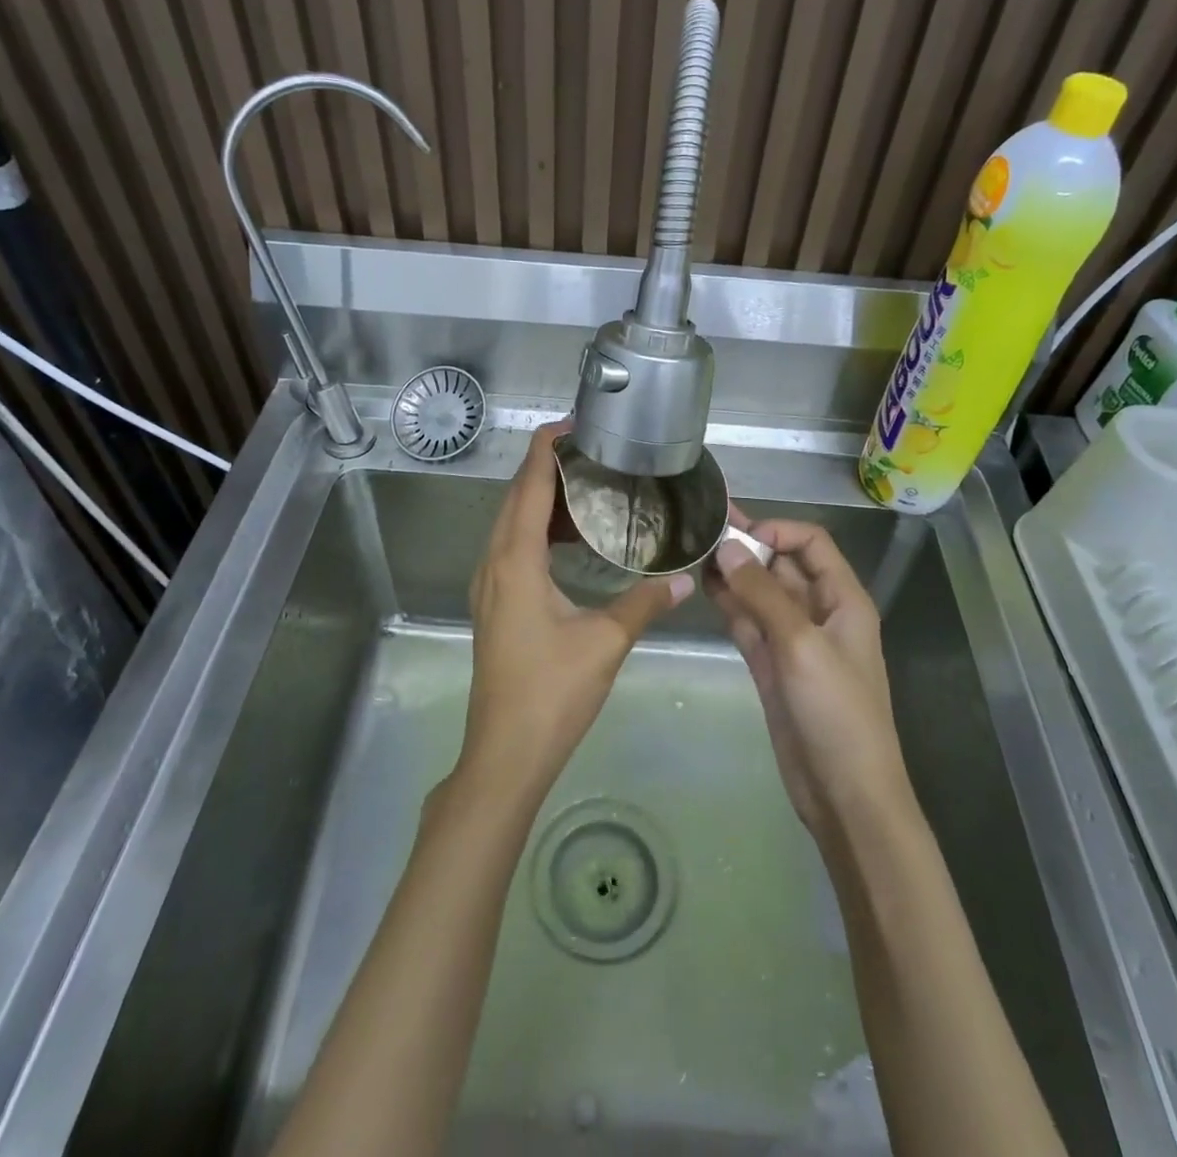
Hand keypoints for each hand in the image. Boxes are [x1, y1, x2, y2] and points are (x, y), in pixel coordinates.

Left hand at [457, 421, 692, 804]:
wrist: (506, 752)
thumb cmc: (552, 692)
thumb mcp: (605, 642)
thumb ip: (645, 602)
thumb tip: (689, 579)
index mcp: (516, 561)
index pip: (529, 486)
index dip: (546, 449)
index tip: (573, 423)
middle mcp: (494, 563)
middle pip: (515, 498)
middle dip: (547, 468)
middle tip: (592, 452)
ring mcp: (488, 585)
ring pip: (510, 524)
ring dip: (541, 500)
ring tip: (587, 489)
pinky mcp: (493, 604)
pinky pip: (511, 548)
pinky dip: (537, 531)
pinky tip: (570, 542)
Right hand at [707, 512, 911, 844]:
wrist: (844, 793)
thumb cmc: (836, 712)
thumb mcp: (801, 645)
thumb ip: (762, 594)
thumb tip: (726, 548)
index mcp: (842, 599)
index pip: (811, 543)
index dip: (776, 530)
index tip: (735, 535)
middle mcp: (818, 611)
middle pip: (782, 564)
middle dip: (747, 546)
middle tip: (700, 529)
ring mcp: (793, 639)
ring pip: (760, 593)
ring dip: (733, 574)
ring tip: (694, 553)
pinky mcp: (772, 665)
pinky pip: (749, 622)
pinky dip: (730, 605)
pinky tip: (704, 589)